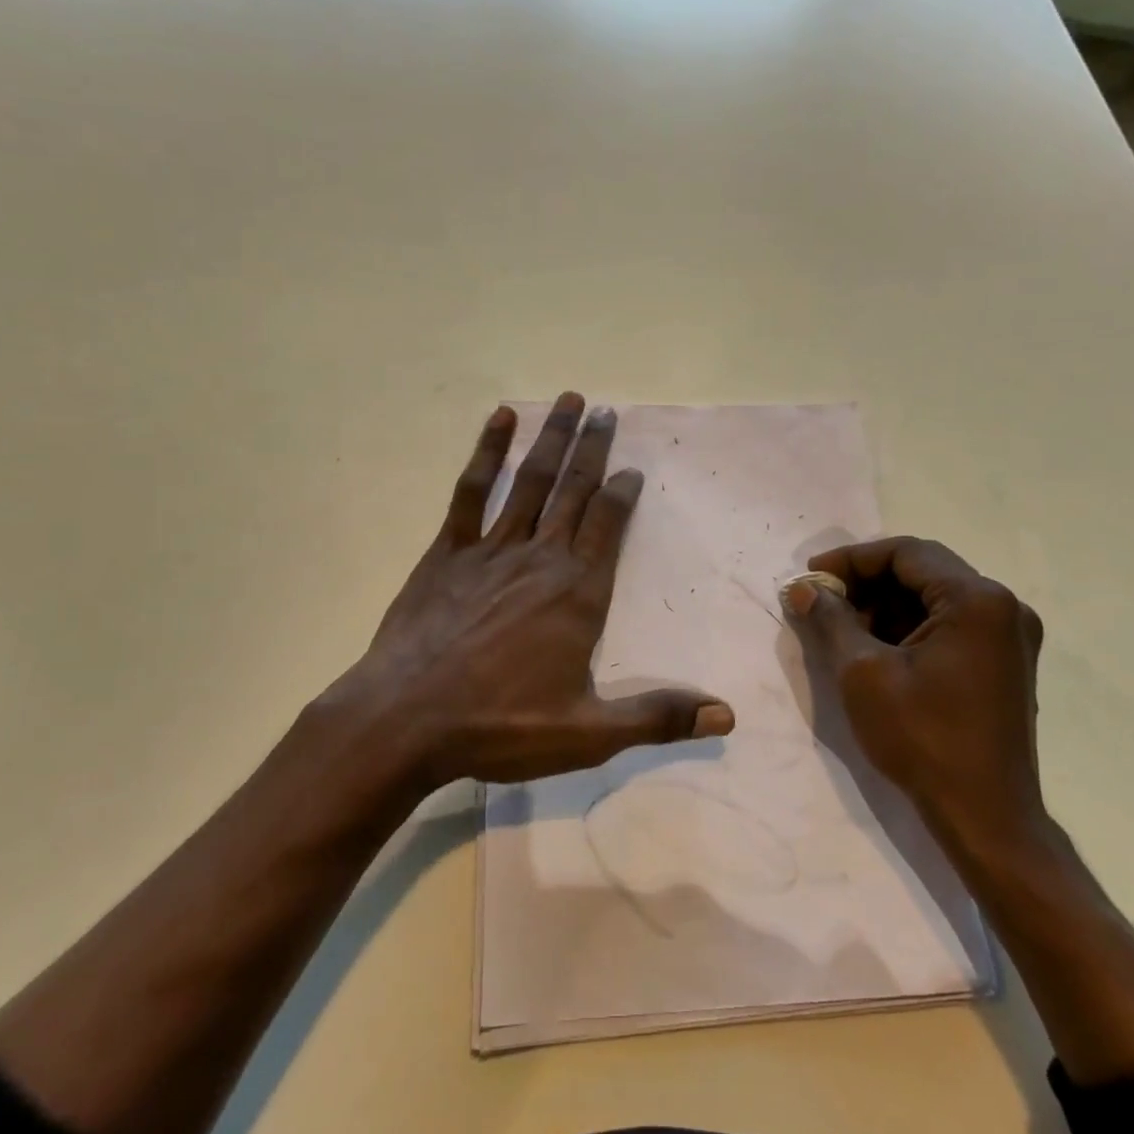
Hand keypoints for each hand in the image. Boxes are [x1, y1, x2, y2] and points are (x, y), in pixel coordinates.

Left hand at [321, 392, 733, 788]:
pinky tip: (499, 419)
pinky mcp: (448, 551)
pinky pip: (471, 491)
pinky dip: (487, 452)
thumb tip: (726, 716)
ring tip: (569, 400)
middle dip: (592, 448)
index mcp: (578, 592)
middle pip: (575, 490)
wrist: (406, 720)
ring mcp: (491, 548)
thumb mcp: (588, 733)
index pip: (609, 525)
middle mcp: (541, 557)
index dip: (622, 492)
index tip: (631, 467)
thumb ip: (657, 717)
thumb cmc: (501, 725)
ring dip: (552, 438)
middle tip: (606, 411)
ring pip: (531, 481)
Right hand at [785, 537, 1045, 853]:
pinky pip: (949, 624)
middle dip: (866, 582)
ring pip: (933, 597)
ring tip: (841, 627)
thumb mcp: (863, 673)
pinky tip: (874, 648)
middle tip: (822, 601)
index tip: (811, 577)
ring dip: (885, 605)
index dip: (851, 559)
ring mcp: (1009, 636)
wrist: (986, 818)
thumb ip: (831, 619)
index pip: (905, 553)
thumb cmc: (923, 739)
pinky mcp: (1004, 662)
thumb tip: (803, 589)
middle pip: (922, 570)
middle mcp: (1003, 607)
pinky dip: (908, 627)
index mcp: (977, 600)